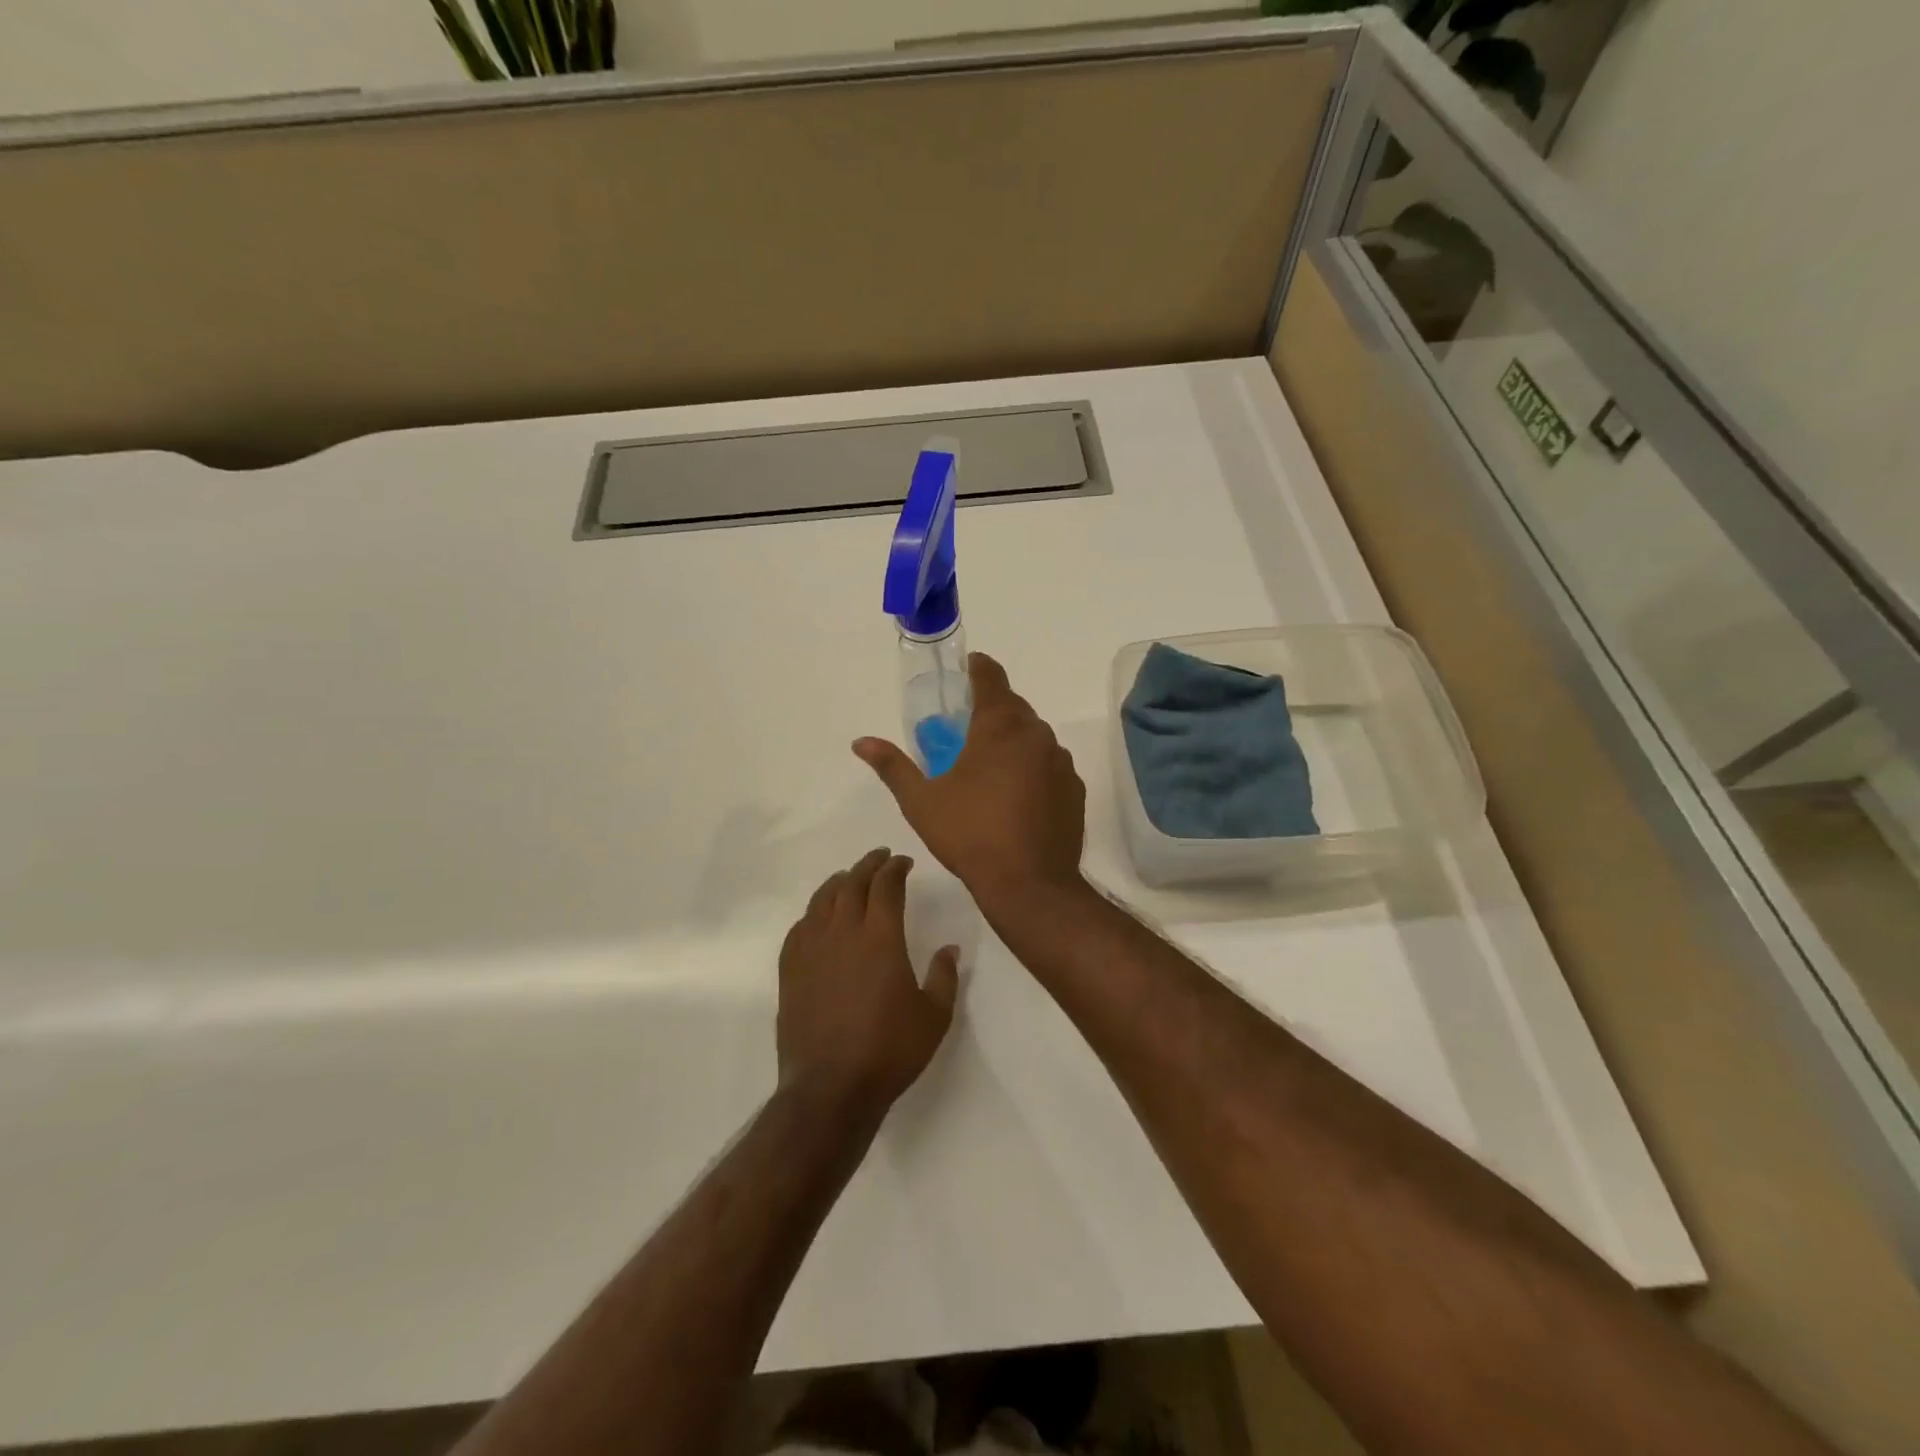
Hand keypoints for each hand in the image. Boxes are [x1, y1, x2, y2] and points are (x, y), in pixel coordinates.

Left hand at [777, 848, 959, 1117]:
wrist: (831, 1089)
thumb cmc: (889, 1051)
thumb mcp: (934, 1017)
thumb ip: (944, 976)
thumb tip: (949, 948)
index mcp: (881, 938)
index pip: (886, 886)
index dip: (895, 868)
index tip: (904, 862)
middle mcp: (843, 933)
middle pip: (852, 883)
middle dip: (868, 865)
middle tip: (880, 858)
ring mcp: (812, 950)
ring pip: (823, 899)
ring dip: (840, 882)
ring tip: (850, 878)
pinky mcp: (790, 970)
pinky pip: (801, 926)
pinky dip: (814, 912)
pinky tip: (820, 917)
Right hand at [853, 653, 1086, 912]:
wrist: (1030, 884)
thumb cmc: (970, 835)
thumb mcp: (921, 801)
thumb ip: (893, 766)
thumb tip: (861, 742)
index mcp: (999, 726)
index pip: (991, 678)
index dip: (978, 668)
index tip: (968, 667)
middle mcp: (1036, 734)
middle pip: (1014, 706)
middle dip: (992, 708)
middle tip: (967, 726)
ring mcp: (1060, 761)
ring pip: (1034, 736)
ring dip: (1013, 739)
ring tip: (990, 765)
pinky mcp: (1075, 788)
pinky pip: (1050, 764)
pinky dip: (1033, 767)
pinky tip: (1017, 794)